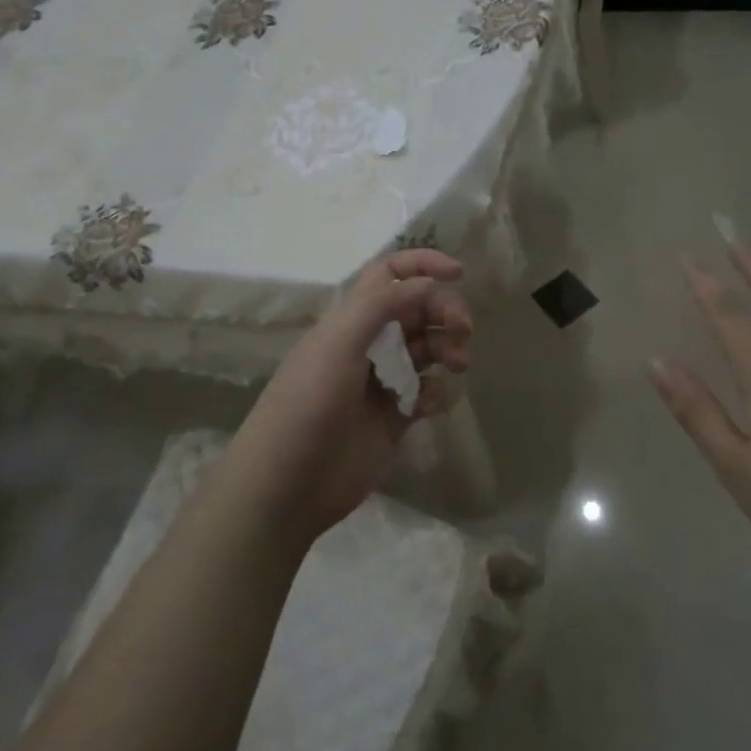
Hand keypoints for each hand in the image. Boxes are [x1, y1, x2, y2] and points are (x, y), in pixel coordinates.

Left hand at [220, 249, 471, 546]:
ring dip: (448, 347)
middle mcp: (368, 344)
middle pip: (417, 310)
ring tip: (459, 363)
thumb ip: (382, 306)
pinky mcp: (394, 418)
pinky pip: (427, 392)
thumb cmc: (308, 404)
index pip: (388, 276)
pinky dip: (437, 391)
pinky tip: (431, 404)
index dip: (421, 266)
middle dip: (444, 310)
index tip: (458, 273)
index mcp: (350, 320)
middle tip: (463, 329)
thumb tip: (427, 283)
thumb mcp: (338, 344)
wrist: (288, 484)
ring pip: (427, 349)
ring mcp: (383, 382)